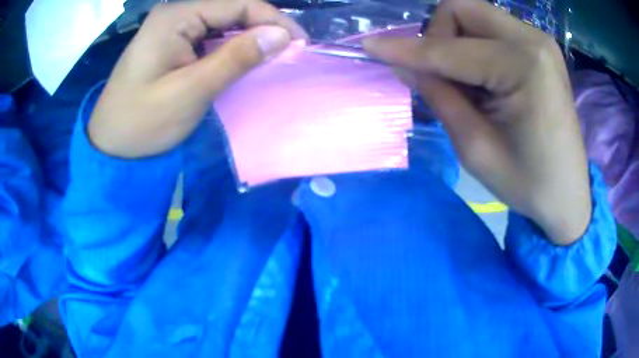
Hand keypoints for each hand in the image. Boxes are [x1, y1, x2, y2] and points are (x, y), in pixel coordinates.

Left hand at [88, 0, 305, 157]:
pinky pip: (211, 37)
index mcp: (176, 16)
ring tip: (273, 57)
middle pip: (232, 10)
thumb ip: (235, 58)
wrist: (111, 146)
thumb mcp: (190, 91)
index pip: (238, 4)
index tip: (300, 44)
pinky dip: (232, 48)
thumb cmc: (142, 122)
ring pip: (224, 24)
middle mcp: (176, 13)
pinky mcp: (173, 43)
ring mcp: (173, 28)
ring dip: (250, 38)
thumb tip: (281, 35)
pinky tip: (244, 61)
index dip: (274, 20)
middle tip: (290, 53)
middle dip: (264, 28)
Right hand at [363, 0, 589, 244]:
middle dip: (438, 36)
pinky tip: (484, 79)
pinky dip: (475, 46)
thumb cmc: (529, 183)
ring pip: (475, 15)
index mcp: (524, 66)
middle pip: (461, 9)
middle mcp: (532, 39)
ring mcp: (539, 40)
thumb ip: (439, 98)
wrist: (568, 194)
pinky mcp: (540, 47)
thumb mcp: (476, 149)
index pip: (450, 48)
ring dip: (456, 41)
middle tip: (441, 76)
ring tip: (467, 83)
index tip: (370, 47)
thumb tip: (405, 65)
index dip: (406, 48)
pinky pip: (492, 29)